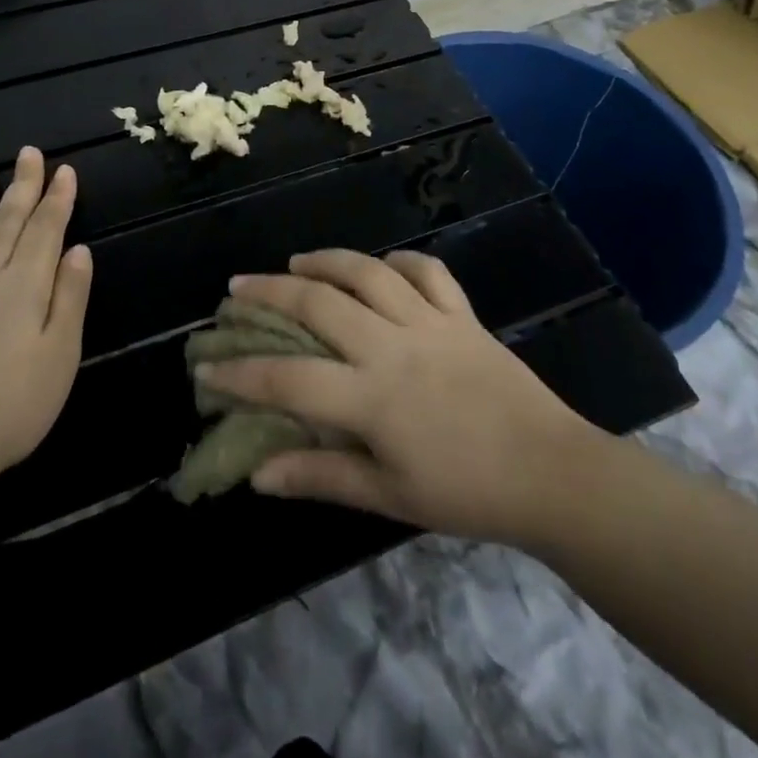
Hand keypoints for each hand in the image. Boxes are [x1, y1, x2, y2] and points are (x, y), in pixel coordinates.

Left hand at [0, 147, 92, 485]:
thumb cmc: (9, 407)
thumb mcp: (60, 357)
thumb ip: (70, 299)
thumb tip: (79, 250)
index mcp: (25, 285)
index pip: (46, 229)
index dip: (58, 198)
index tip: (64, 170)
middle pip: (7, 219)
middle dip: (22, 184)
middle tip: (29, 152)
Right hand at [197, 250, 604, 544]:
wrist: (550, 472)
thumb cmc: (466, 492)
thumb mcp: (389, 496)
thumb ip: (322, 478)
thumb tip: (260, 474)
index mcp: (372, 397)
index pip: (289, 379)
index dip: (241, 372)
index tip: (206, 362)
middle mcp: (393, 345)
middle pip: (319, 305)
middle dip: (270, 293)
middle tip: (239, 287)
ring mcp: (430, 321)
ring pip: (368, 272)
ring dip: (326, 261)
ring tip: (297, 262)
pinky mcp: (462, 313)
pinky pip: (427, 271)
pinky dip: (400, 261)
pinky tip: (381, 266)